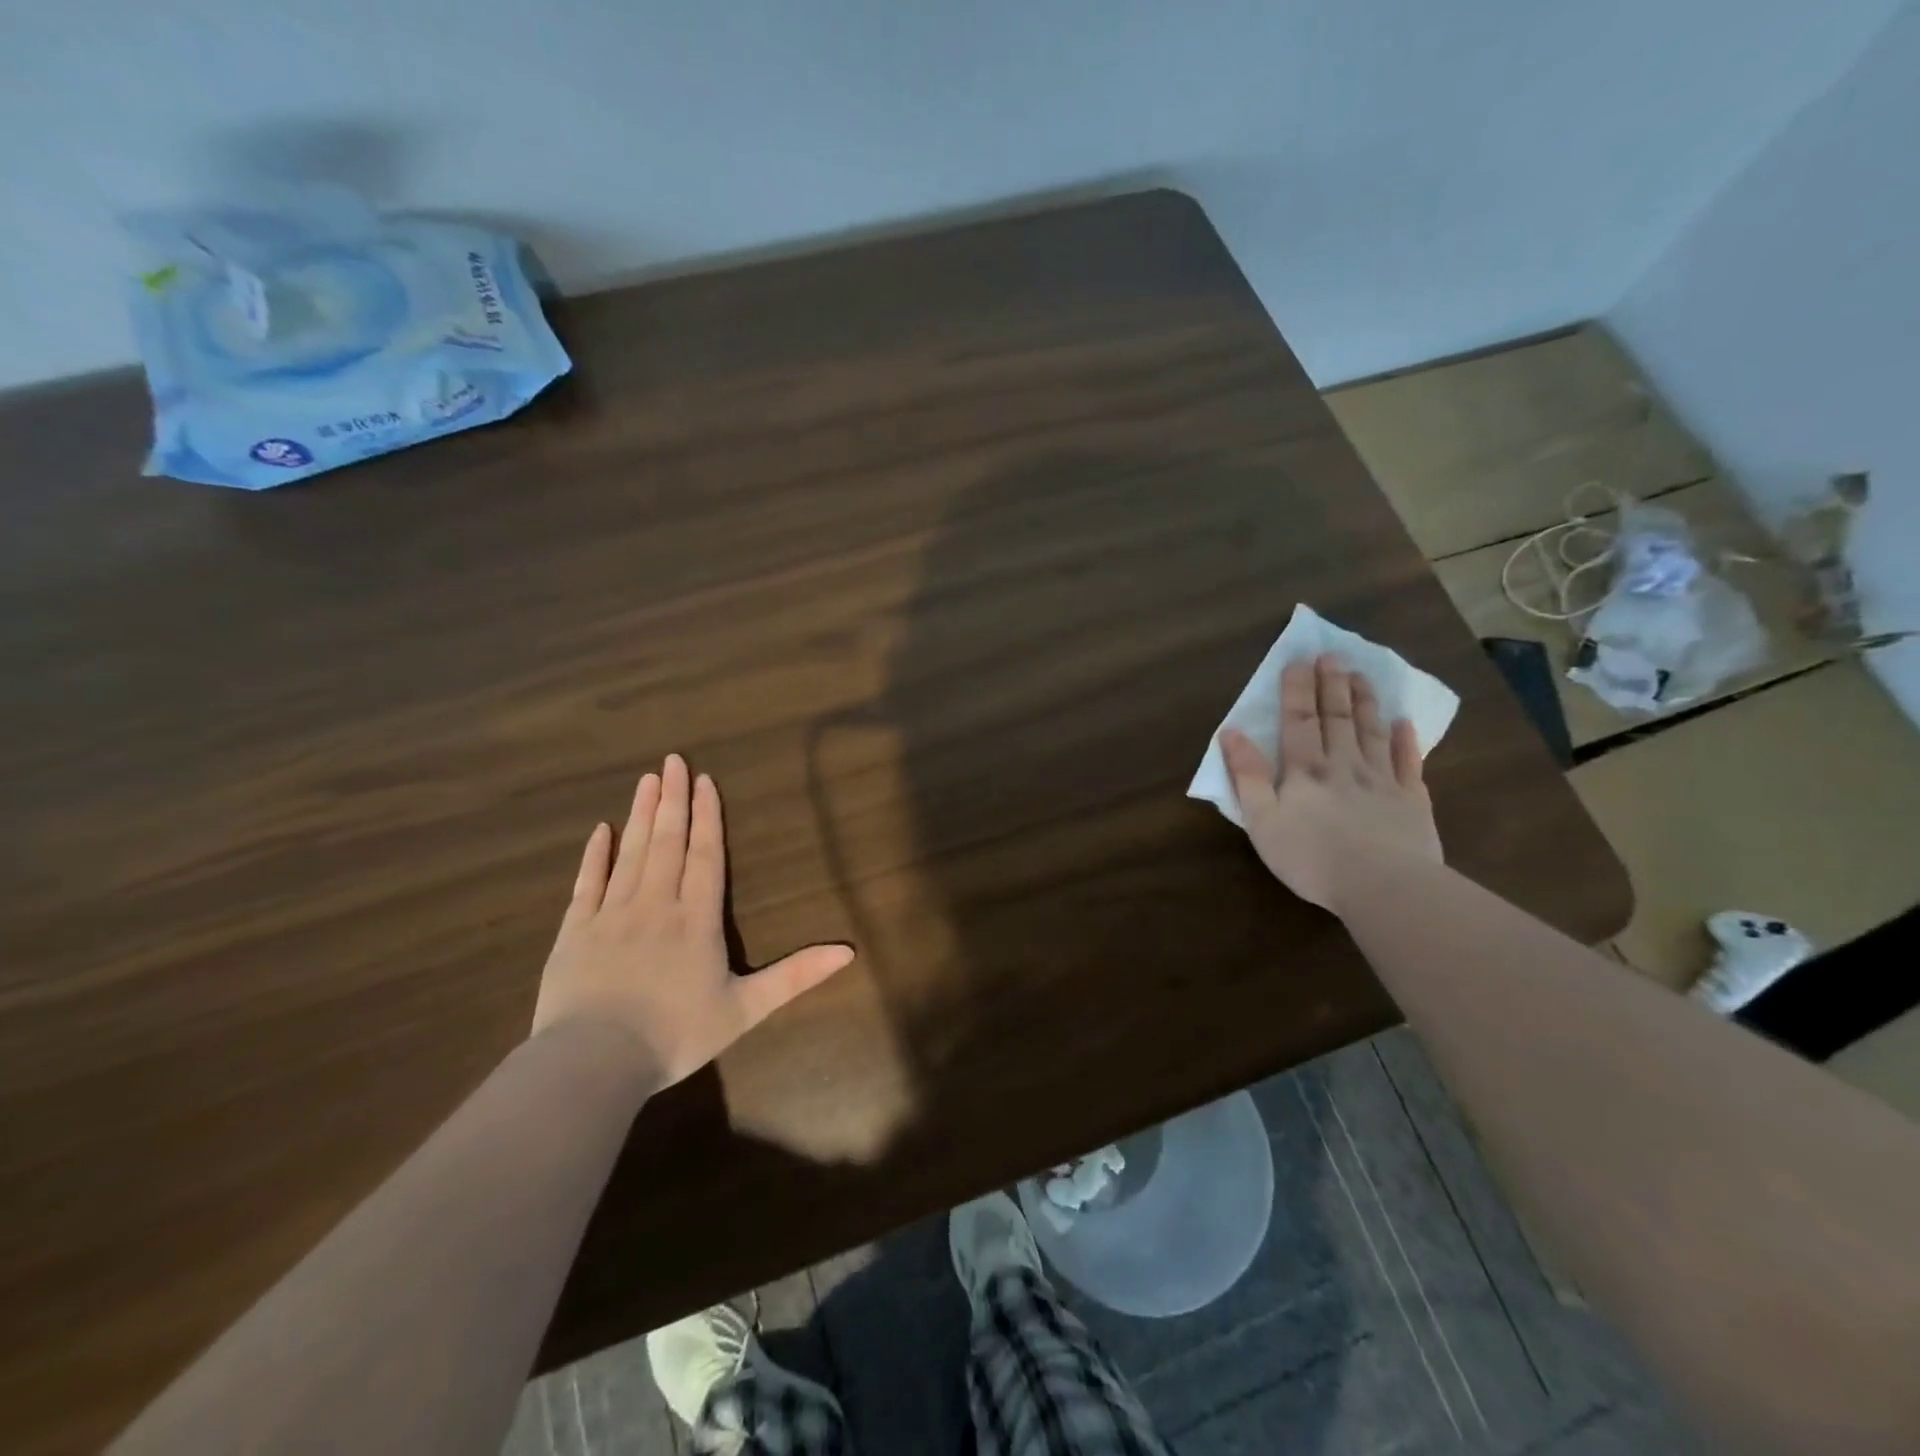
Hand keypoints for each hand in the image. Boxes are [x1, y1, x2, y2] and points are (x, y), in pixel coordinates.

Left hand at [532, 753, 854, 1087]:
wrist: (594, 1063)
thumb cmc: (676, 1035)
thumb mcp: (745, 1009)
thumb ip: (795, 976)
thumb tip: (849, 952)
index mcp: (696, 919)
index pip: (705, 855)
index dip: (707, 817)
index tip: (705, 781)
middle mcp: (655, 904)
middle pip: (667, 842)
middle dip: (673, 799)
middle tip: (672, 760)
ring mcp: (611, 914)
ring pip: (630, 853)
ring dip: (640, 814)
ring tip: (647, 780)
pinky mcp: (574, 932)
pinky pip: (587, 883)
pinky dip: (595, 855)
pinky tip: (601, 830)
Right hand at [1220, 654, 1442, 913]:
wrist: (1382, 886)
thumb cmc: (1311, 857)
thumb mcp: (1263, 821)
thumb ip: (1248, 775)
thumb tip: (1231, 732)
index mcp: (1305, 770)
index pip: (1299, 720)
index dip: (1297, 689)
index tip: (1298, 660)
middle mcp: (1344, 765)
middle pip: (1337, 718)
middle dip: (1332, 685)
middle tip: (1332, 655)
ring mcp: (1382, 781)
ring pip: (1372, 732)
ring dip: (1365, 702)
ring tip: (1362, 675)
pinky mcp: (1412, 801)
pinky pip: (1409, 763)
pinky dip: (1407, 741)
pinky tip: (1405, 723)